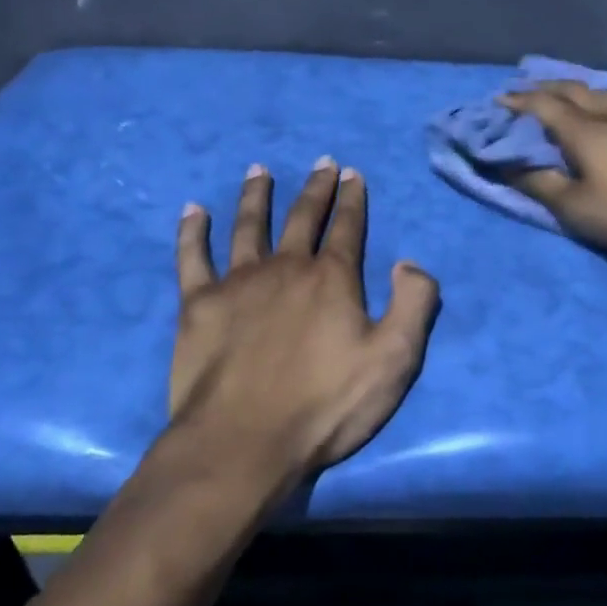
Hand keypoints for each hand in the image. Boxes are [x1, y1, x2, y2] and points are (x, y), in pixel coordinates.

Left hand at [164, 159, 439, 485]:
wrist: (243, 443)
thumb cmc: (325, 405)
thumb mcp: (395, 359)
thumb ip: (414, 304)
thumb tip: (409, 262)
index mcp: (332, 279)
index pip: (347, 227)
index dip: (353, 199)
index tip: (353, 173)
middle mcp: (286, 267)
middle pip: (302, 217)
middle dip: (315, 188)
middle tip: (322, 163)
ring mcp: (238, 282)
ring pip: (248, 226)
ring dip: (255, 195)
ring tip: (259, 170)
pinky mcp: (198, 304)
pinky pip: (192, 256)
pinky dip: (193, 231)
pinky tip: (193, 210)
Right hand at [503, 81, 606, 251]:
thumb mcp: (575, 207)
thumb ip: (539, 184)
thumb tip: (507, 166)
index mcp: (582, 129)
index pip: (542, 106)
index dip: (518, 102)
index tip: (499, 100)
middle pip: (571, 90)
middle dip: (544, 88)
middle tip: (526, 92)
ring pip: (600, 93)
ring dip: (575, 91)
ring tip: (564, 95)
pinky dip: (600, 101)